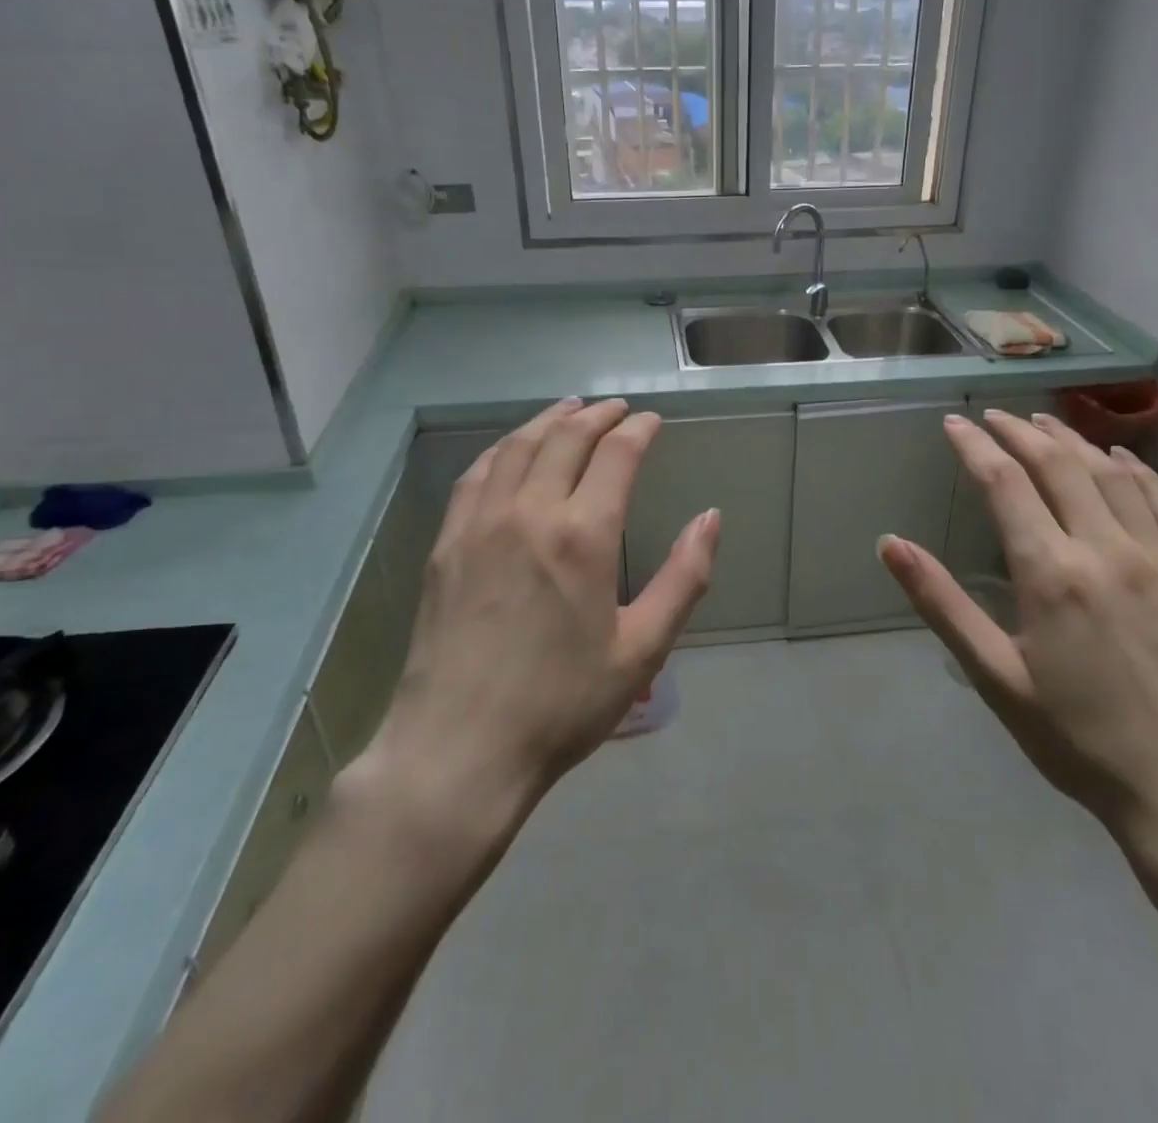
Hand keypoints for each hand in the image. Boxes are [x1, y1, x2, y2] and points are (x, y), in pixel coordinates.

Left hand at [365, 398, 720, 814]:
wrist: (460, 748)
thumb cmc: (563, 703)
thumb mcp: (642, 649)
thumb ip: (684, 578)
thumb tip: (711, 518)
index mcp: (583, 535)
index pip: (616, 455)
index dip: (638, 430)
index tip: (652, 421)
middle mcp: (530, 512)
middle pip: (566, 438)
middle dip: (598, 415)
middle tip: (617, 409)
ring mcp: (481, 523)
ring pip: (517, 446)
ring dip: (549, 421)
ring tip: (570, 410)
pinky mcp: (447, 543)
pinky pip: (476, 475)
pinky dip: (501, 448)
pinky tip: (511, 449)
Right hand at [880, 411, 1157, 895]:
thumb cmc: (1081, 743)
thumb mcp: (996, 678)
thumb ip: (943, 604)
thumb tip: (890, 543)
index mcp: (1051, 574)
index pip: (1005, 484)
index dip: (976, 447)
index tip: (955, 424)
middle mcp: (1106, 551)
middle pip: (1059, 466)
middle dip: (1021, 432)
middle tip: (995, 416)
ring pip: (1112, 476)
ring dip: (1073, 441)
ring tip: (1045, 423)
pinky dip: (1138, 471)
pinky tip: (1121, 459)